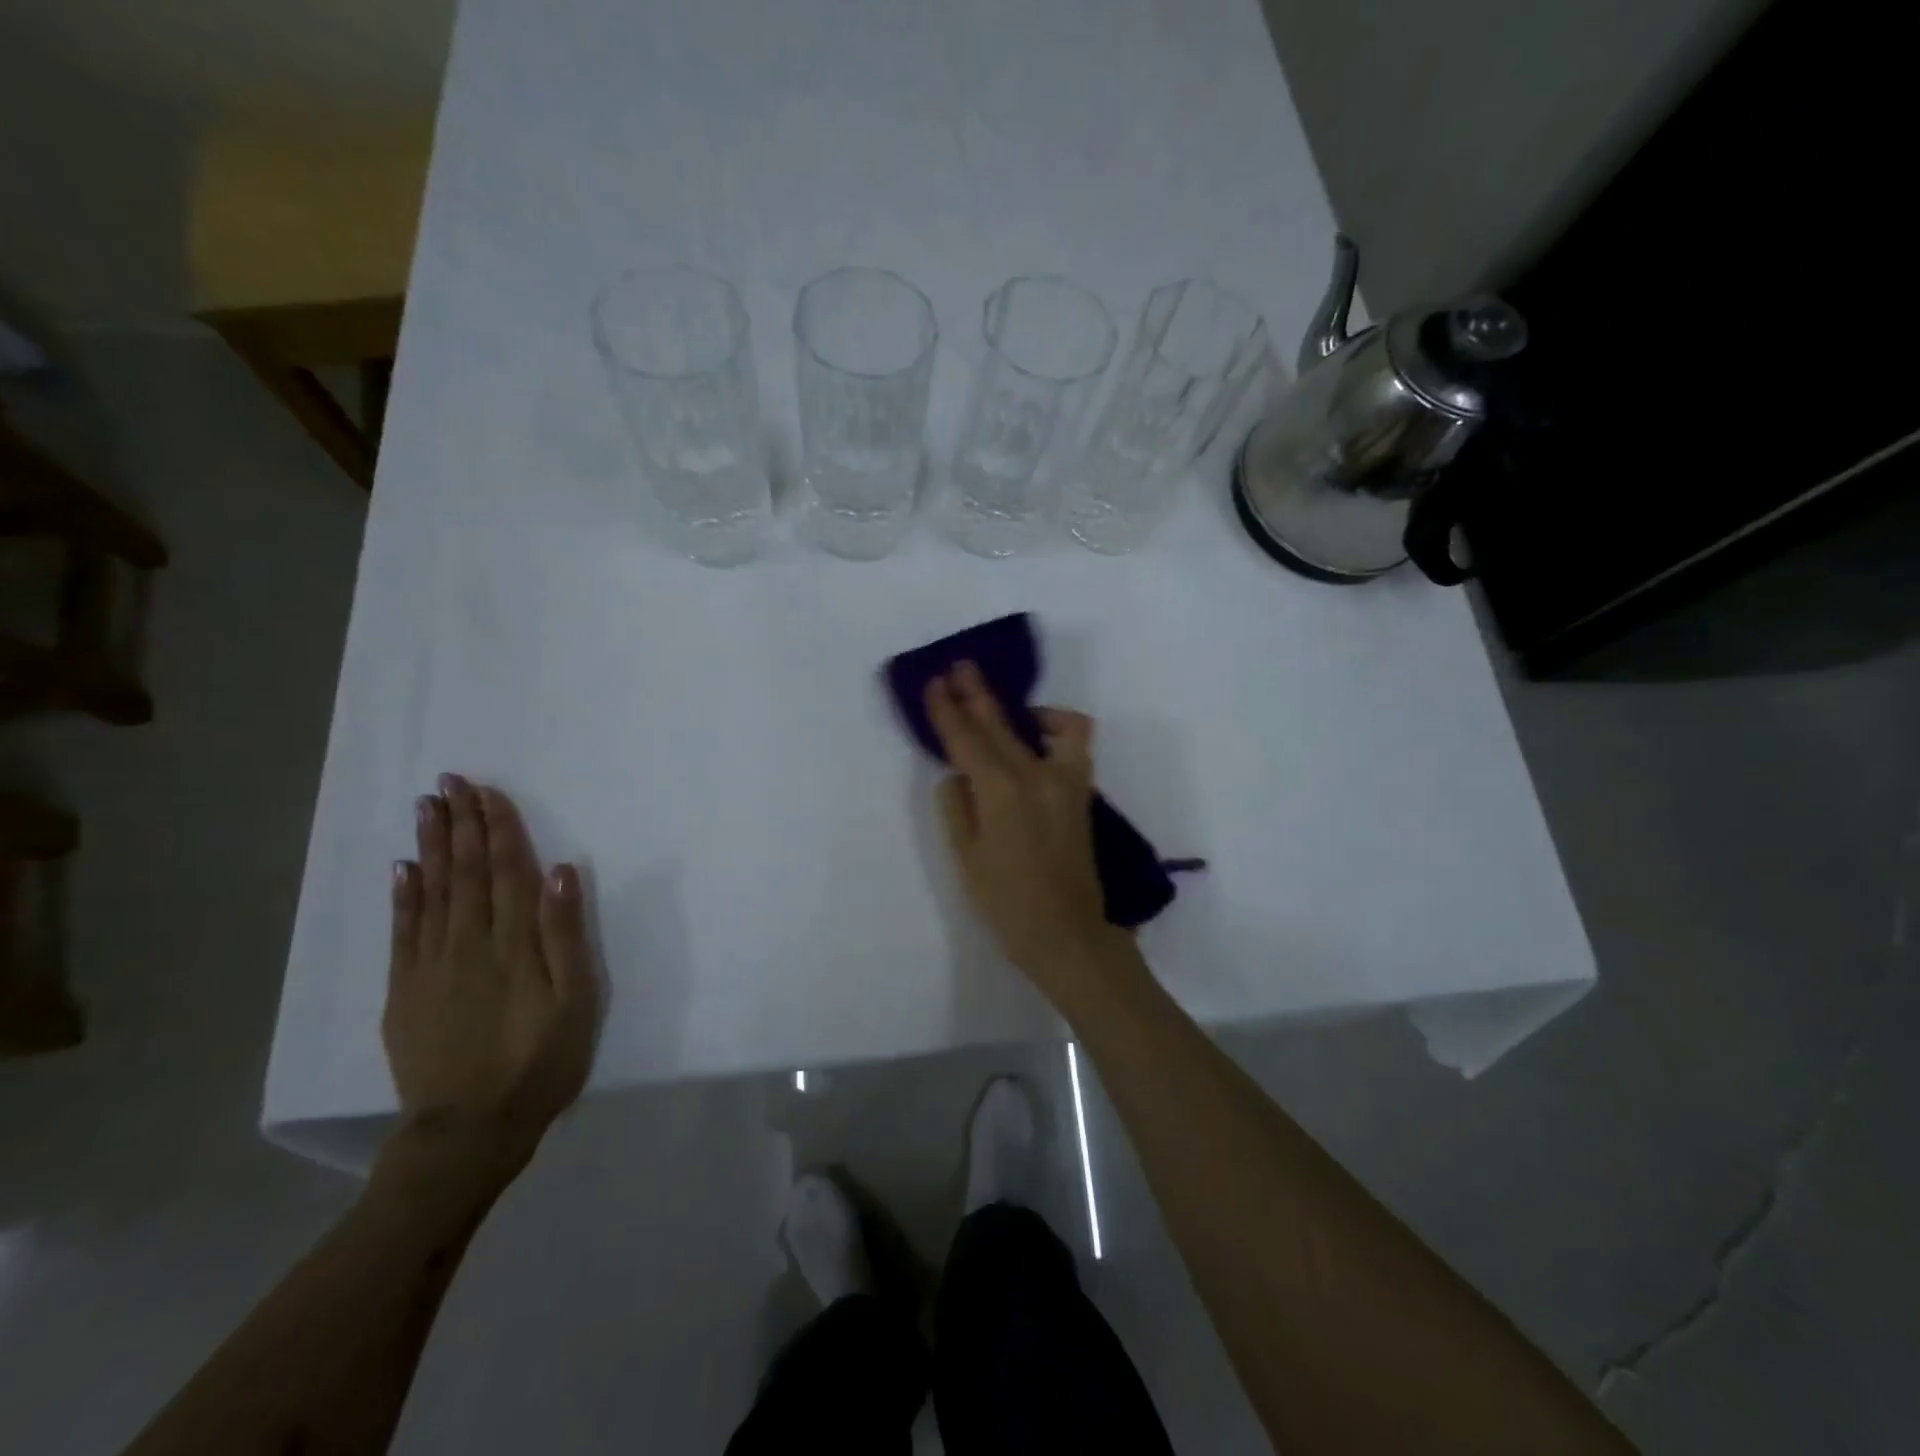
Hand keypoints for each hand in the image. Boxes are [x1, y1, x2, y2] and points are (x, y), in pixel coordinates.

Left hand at [381, 775, 600, 1190]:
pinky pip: (403, 932)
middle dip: (461, 824)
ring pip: (431, 892)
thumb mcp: (575, 1001)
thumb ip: (565, 935)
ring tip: (427, 807)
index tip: (489, 791)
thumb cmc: (539, 1063)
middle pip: (465, 872)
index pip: (506, 871)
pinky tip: (403, 868)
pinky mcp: (405, 991)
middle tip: (451, 781)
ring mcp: (430, 967)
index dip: (499, 829)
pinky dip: (403, 895)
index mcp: (513, 944)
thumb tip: (562, 872)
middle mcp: (467, 944)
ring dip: (431, 846)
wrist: (469, 1131)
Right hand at [924, 662, 1125, 994]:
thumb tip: (956, 775)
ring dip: (1015, 707)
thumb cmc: (1007, 903)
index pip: (966, 740)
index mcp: (1001, 792)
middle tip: (959, 668)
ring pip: (1040, 726)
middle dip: (976, 694)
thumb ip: (957, 807)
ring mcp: (1065, 781)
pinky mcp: (1080, 791)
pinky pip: (1073, 743)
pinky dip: (1057, 728)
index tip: (935, 683)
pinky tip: (1037, 734)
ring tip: (997, 704)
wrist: (1067, 933)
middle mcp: (1035, 775)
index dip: (947, 710)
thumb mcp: (966, 858)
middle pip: (1000, 725)